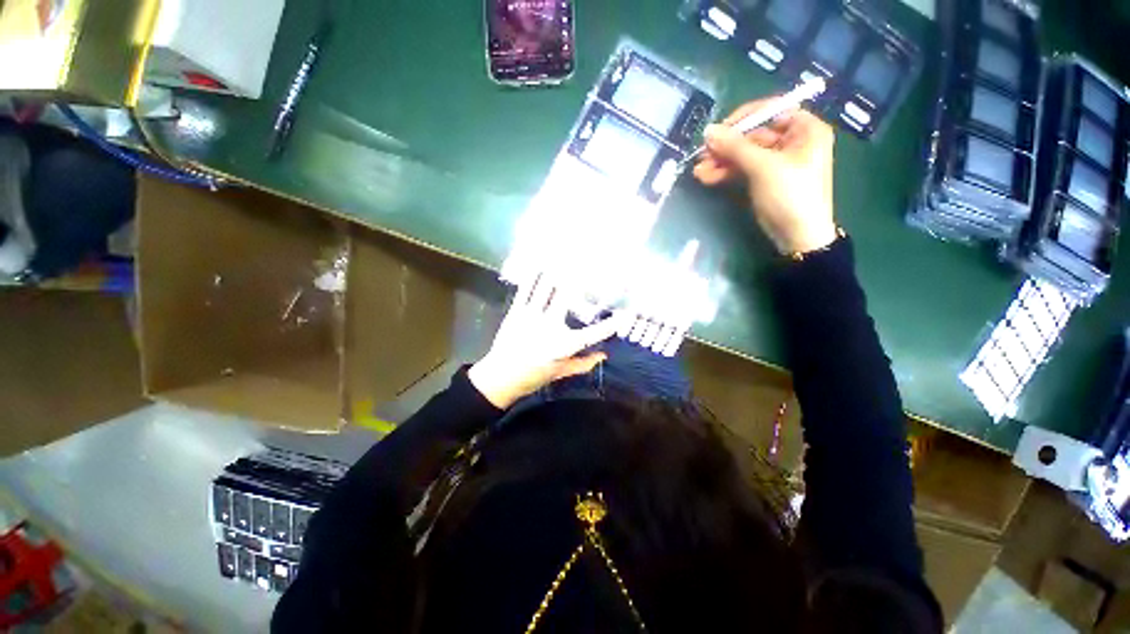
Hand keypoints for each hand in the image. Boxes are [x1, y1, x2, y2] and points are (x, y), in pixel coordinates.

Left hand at [468, 274, 625, 408]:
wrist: (501, 377)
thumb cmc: (534, 376)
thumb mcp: (561, 372)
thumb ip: (584, 363)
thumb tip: (604, 355)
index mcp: (564, 345)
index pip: (595, 333)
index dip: (612, 324)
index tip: (626, 314)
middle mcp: (550, 327)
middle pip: (567, 297)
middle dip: (578, 278)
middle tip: (588, 265)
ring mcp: (532, 317)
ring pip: (546, 288)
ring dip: (556, 271)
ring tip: (564, 256)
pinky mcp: (517, 312)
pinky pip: (527, 290)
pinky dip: (534, 276)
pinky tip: (540, 265)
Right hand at [693, 101, 837, 254]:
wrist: (797, 237)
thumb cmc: (790, 195)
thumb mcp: (763, 167)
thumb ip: (735, 147)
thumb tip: (708, 131)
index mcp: (804, 129)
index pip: (771, 111)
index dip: (744, 118)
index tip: (719, 130)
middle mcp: (792, 142)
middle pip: (753, 135)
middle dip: (726, 146)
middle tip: (702, 154)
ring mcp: (776, 163)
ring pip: (744, 155)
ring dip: (721, 162)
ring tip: (698, 171)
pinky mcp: (764, 180)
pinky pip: (742, 170)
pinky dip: (725, 173)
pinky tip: (706, 177)